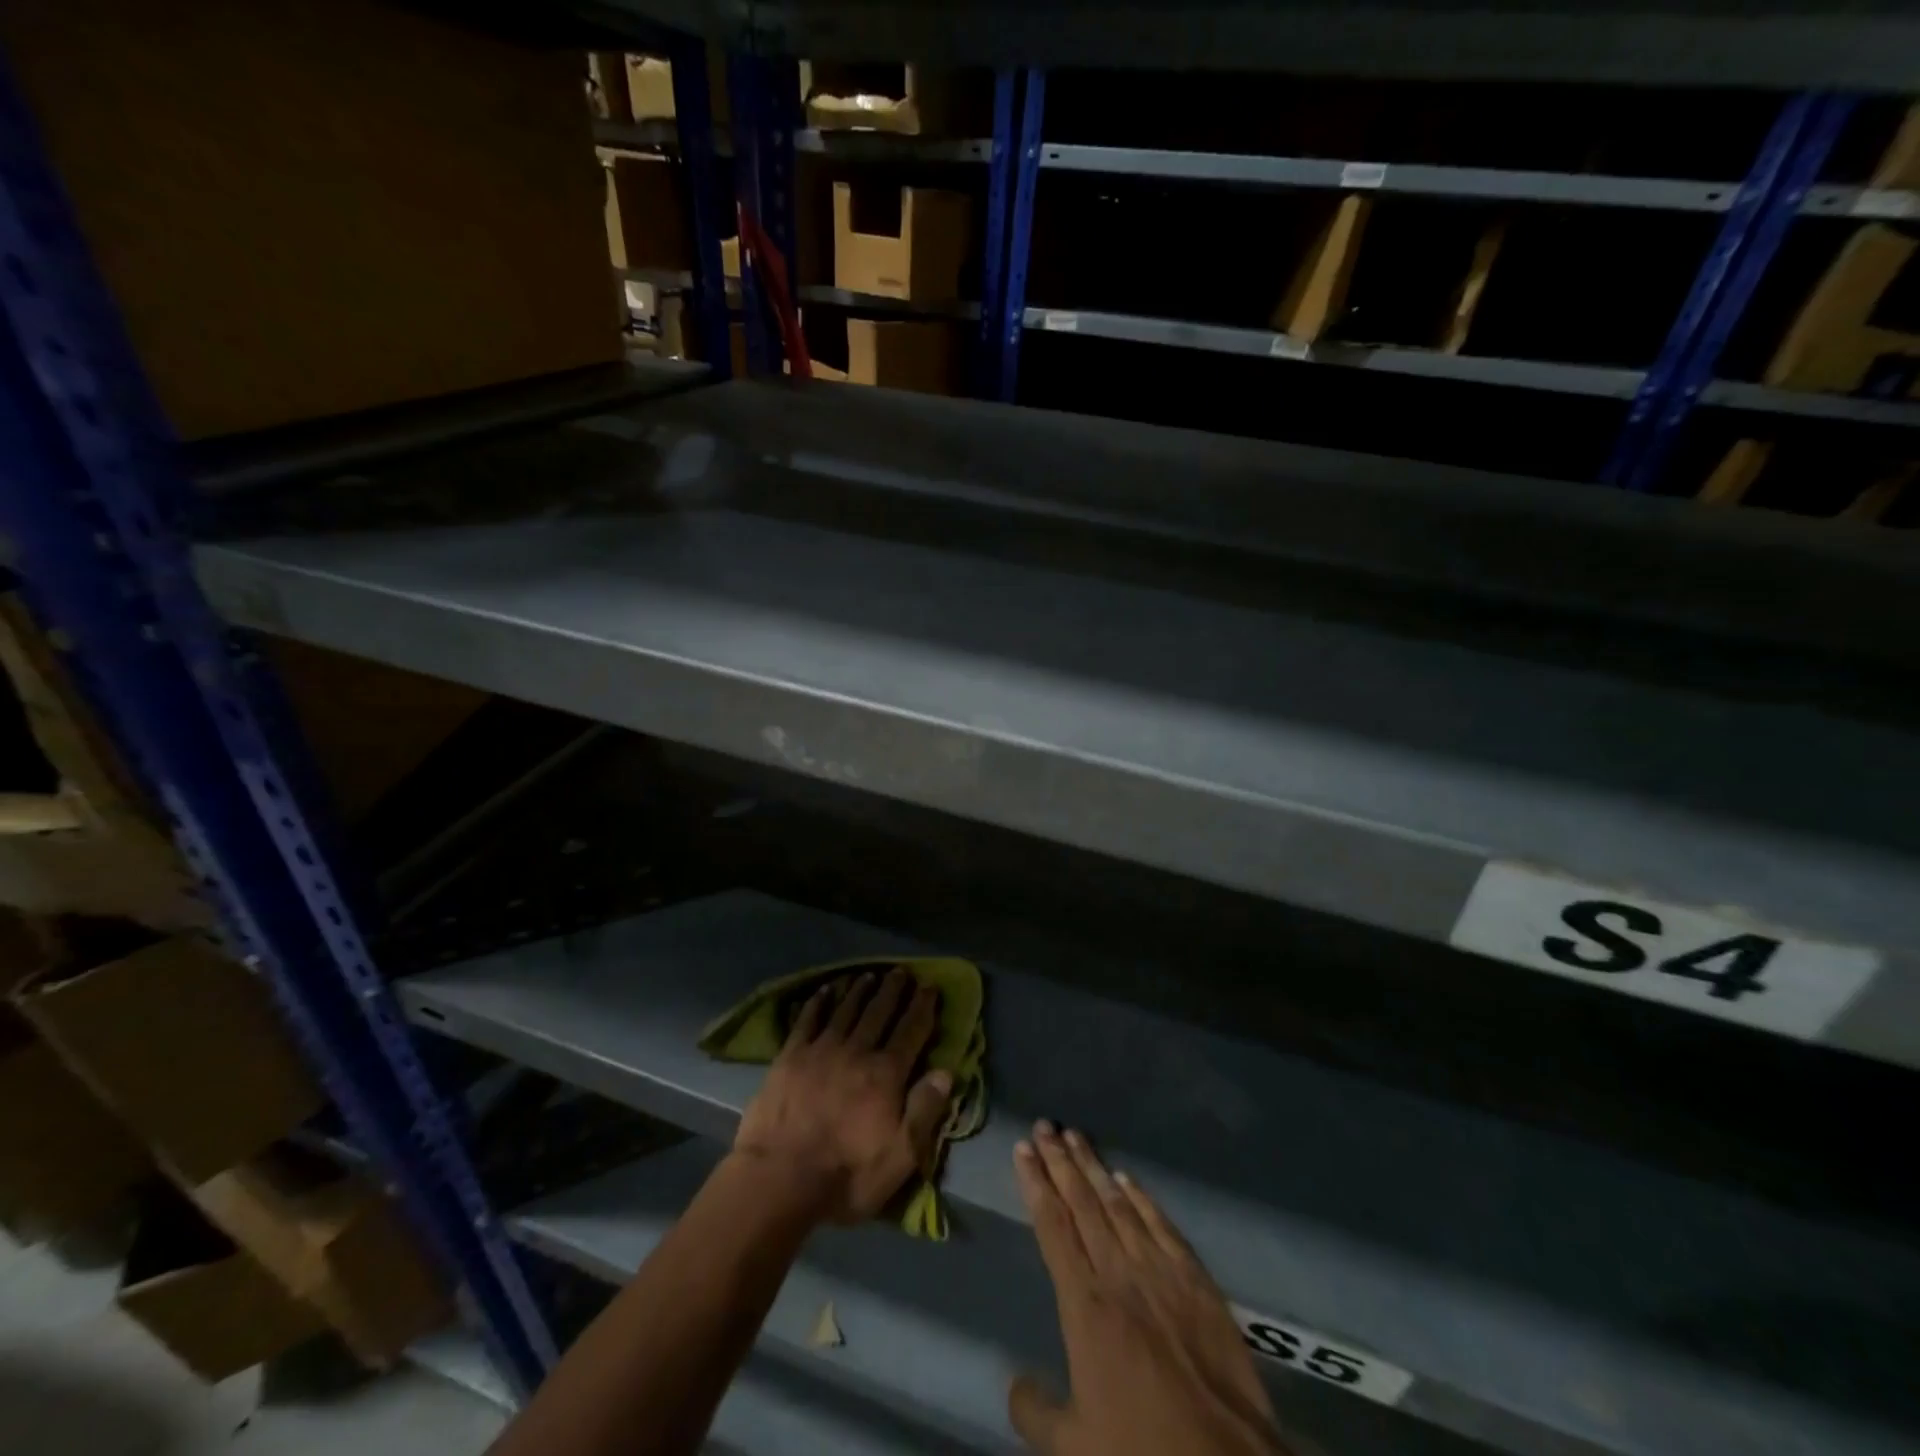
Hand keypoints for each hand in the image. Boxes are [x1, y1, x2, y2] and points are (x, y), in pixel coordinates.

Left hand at [733, 968, 952, 1224]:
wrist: (778, 1178)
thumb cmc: (845, 1175)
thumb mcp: (899, 1158)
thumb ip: (925, 1112)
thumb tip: (946, 1072)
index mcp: (886, 1074)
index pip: (912, 1031)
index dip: (923, 1007)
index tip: (930, 987)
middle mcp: (857, 1051)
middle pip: (879, 1012)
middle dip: (893, 990)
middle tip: (901, 972)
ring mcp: (821, 1050)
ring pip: (846, 1009)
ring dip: (860, 990)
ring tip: (869, 974)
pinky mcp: (790, 1056)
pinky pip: (808, 1019)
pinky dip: (819, 1002)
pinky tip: (825, 990)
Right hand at [1009, 1123, 1289, 1455]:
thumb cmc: (1142, 1453)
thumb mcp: (1073, 1449)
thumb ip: (1035, 1412)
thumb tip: (1014, 1382)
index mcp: (1085, 1305)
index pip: (1052, 1227)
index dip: (1035, 1184)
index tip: (1022, 1150)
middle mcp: (1118, 1274)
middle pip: (1082, 1203)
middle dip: (1059, 1161)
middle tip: (1043, 1126)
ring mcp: (1160, 1272)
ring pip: (1118, 1204)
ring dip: (1094, 1168)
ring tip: (1075, 1136)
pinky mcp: (1196, 1281)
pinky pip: (1162, 1225)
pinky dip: (1142, 1198)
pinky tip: (1127, 1179)